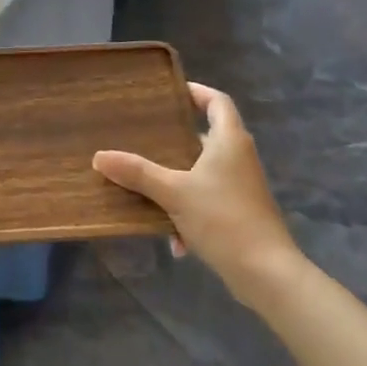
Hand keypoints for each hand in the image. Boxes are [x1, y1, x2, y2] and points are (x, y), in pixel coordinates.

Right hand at [93, 83, 301, 308]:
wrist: (266, 273)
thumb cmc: (223, 219)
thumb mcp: (174, 193)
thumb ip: (138, 173)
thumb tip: (100, 156)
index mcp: (229, 140)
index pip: (217, 101)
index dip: (196, 92)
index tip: (169, 92)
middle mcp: (239, 157)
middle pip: (207, 136)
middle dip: (175, 140)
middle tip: (145, 137)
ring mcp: (242, 186)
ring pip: (204, 172)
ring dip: (178, 182)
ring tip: (148, 187)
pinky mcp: (242, 212)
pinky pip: (209, 200)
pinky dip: (190, 212)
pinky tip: (174, 239)